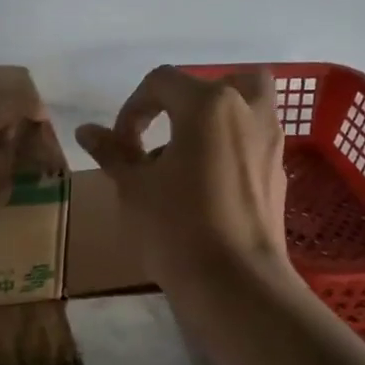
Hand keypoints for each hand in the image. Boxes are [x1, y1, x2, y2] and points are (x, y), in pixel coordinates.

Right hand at [76, 66, 290, 284]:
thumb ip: (112, 152)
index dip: (133, 108)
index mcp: (208, 105)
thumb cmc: (176, 226)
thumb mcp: (134, 187)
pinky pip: (255, 143)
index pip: (162, 83)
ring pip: (249, 108)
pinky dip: (233, 148)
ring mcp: (270, 143)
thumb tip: (86, 131)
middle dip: (190, 100)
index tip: (120, 144)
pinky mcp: (279, 174)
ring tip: (189, 157)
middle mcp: (247, 112)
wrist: (234, 281)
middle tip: (168, 131)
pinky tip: (210, 185)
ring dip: (219, 120)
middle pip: (222, 83)